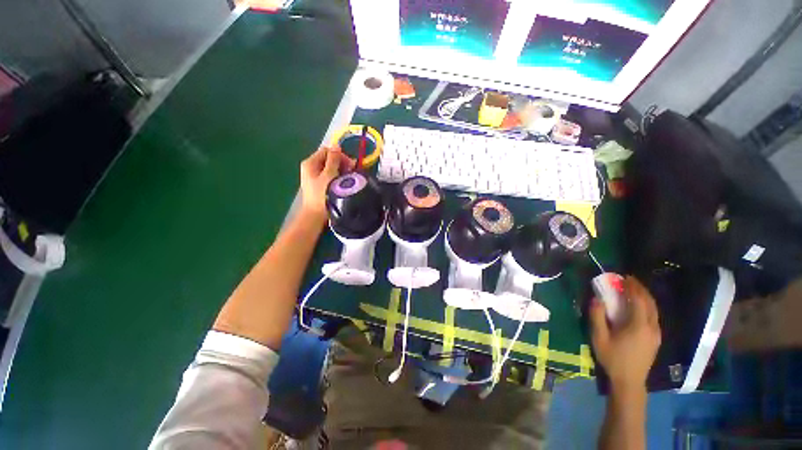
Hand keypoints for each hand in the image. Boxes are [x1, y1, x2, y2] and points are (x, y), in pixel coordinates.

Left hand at [299, 146, 354, 222]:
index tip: (350, 165)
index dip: (339, 155)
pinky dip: (338, 177)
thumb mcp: (329, 175)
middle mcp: (311, 167)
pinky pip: (330, 176)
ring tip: (349, 178)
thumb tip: (337, 146)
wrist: (316, 215)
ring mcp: (315, 176)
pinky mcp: (320, 185)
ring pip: (331, 168)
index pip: (327, 150)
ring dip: (341, 171)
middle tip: (352, 171)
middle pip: (329, 159)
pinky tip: (344, 183)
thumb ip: (333, 160)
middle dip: (341, 163)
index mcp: (310, 162)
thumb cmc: (322, 194)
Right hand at [590, 276, 660, 391]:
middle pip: (650, 303)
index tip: (624, 277)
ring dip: (645, 297)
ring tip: (634, 289)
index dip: (632, 287)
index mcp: (638, 326)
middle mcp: (652, 327)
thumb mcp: (599, 338)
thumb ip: (597, 317)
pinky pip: (654, 316)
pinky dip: (647, 305)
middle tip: (629, 280)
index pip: (639, 301)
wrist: (629, 381)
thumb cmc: (612, 358)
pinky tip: (639, 305)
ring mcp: (656, 334)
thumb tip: (596, 299)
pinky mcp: (656, 338)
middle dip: (640, 289)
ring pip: (654, 309)